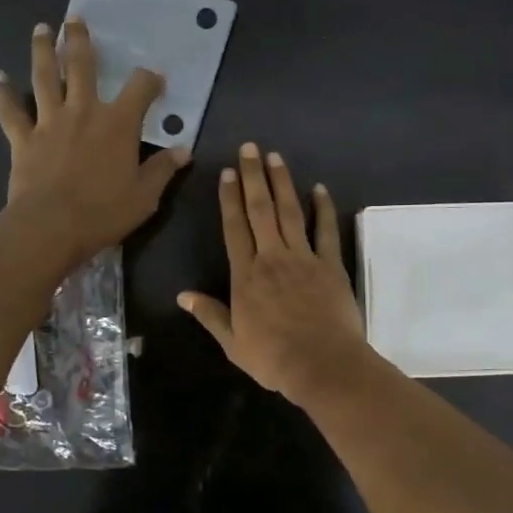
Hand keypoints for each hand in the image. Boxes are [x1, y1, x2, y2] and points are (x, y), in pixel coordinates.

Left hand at [0, 19, 188, 265]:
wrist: (51, 227)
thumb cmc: (104, 212)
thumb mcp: (145, 196)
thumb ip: (162, 170)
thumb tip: (184, 151)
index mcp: (118, 123)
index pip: (140, 88)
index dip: (150, 80)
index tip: (155, 78)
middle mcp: (83, 111)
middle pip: (82, 66)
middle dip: (80, 41)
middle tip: (75, 19)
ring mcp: (49, 122)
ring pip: (44, 77)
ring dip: (43, 51)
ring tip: (41, 29)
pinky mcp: (23, 139)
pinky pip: (11, 111)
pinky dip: (3, 94)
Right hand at [177, 144, 370, 404]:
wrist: (322, 365)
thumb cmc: (273, 358)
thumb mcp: (233, 343)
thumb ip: (210, 315)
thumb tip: (182, 296)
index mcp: (245, 276)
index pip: (234, 229)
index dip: (229, 199)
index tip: (227, 173)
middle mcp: (272, 258)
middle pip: (260, 210)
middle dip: (253, 177)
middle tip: (250, 148)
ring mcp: (304, 259)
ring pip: (290, 212)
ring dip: (282, 183)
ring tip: (276, 157)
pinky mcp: (330, 265)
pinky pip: (325, 231)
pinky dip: (323, 208)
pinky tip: (319, 189)